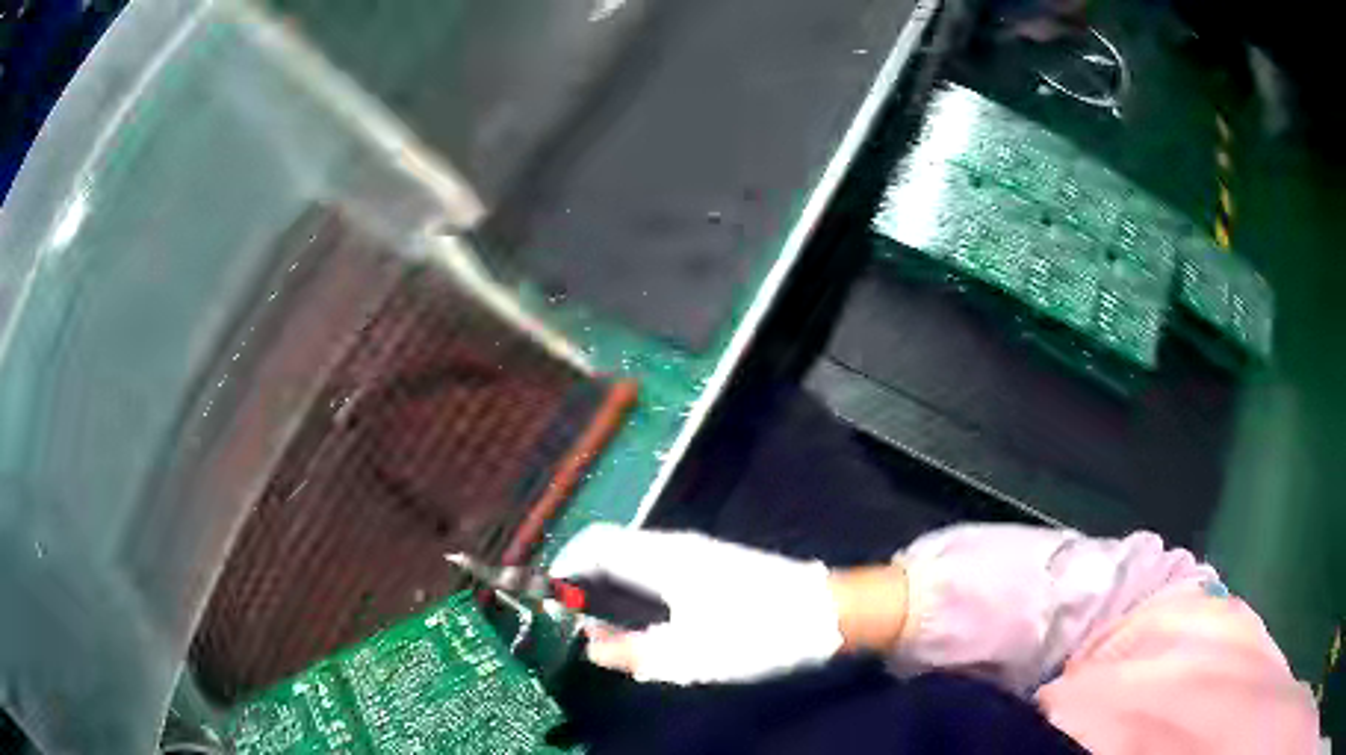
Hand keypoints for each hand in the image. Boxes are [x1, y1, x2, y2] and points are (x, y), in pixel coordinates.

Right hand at [551, 524, 903, 684]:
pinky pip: (654, 568)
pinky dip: (632, 589)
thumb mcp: (688, 656)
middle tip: (567, 622)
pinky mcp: (712, 565)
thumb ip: (630, 652)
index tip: (544, 602)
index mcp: (660, 558)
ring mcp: (696, 552)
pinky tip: (641, 622)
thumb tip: (588, 644)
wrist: (828, 612)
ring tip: (598, 627)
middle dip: (581, 581)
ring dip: (607, 587)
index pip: (592, 544)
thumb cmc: (756, 632)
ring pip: (632, 559)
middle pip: (608, 548)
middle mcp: (673, 545)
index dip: (562, 568)